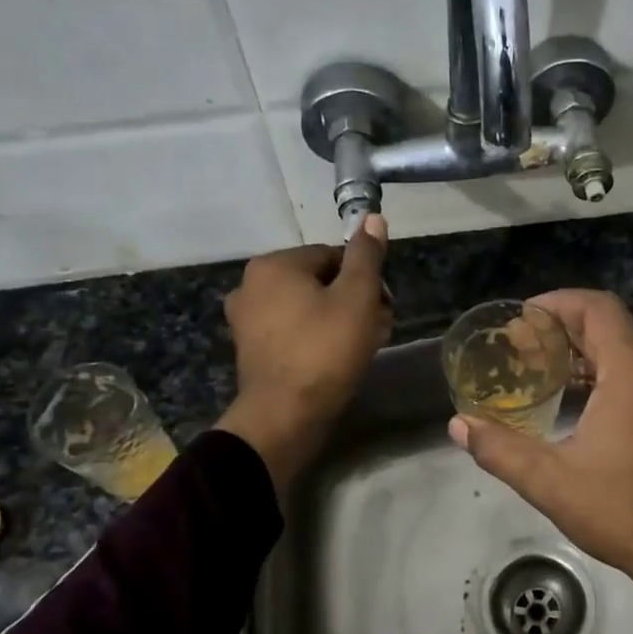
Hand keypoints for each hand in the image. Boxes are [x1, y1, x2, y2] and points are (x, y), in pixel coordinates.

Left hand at [217, 216, 390, 490]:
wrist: (285, 416)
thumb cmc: (325, 350)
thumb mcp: (357, 298)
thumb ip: (366, 256)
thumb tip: (372, 217)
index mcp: (274, 264)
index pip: (332, 256)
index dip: (365, 279)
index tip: (385, 306)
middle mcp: (251, 285)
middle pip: (319, 281)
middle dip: (354, 300)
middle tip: (380, 327)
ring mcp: (247, 320)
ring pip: (307, 308)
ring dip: (340, 320)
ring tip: (366, 345)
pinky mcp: (251, 350)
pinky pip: (292, 331)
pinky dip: (316, 338)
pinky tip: (338, 359)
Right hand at [448, 290, 632, 633]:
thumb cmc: (624, 513)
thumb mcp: (551, 482)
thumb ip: (500, 448)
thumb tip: (459, 425)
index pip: (597, 308)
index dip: (556, 303)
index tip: (522, 319)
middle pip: (609, 327)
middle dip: (563, 330)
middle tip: (522, 347)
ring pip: (626, 352)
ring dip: (584, 354)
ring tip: (541, 371)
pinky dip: (605, 375)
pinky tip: (577, 401)